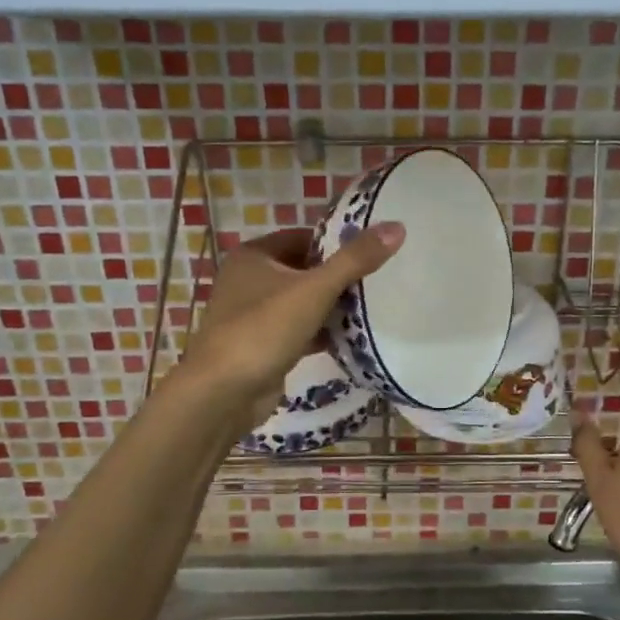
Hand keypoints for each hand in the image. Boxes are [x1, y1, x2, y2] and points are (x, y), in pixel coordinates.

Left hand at [176, 223, 403, 427]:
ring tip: (371, 308)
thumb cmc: (264, 329)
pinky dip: (321, 334)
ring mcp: (254, 316)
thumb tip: (397, 226)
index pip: (303, 237)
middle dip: (337, 278)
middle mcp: (249, 281)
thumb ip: (355, 260)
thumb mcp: (314, 289)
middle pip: (304, 270)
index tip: (371, 252)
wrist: (223, 393)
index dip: (336, 243)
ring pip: (302, 303)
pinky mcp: (262, 347)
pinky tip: (351, 339)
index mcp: (254, 256)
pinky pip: (299, 332)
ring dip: (331, 307)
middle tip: (377, 281)